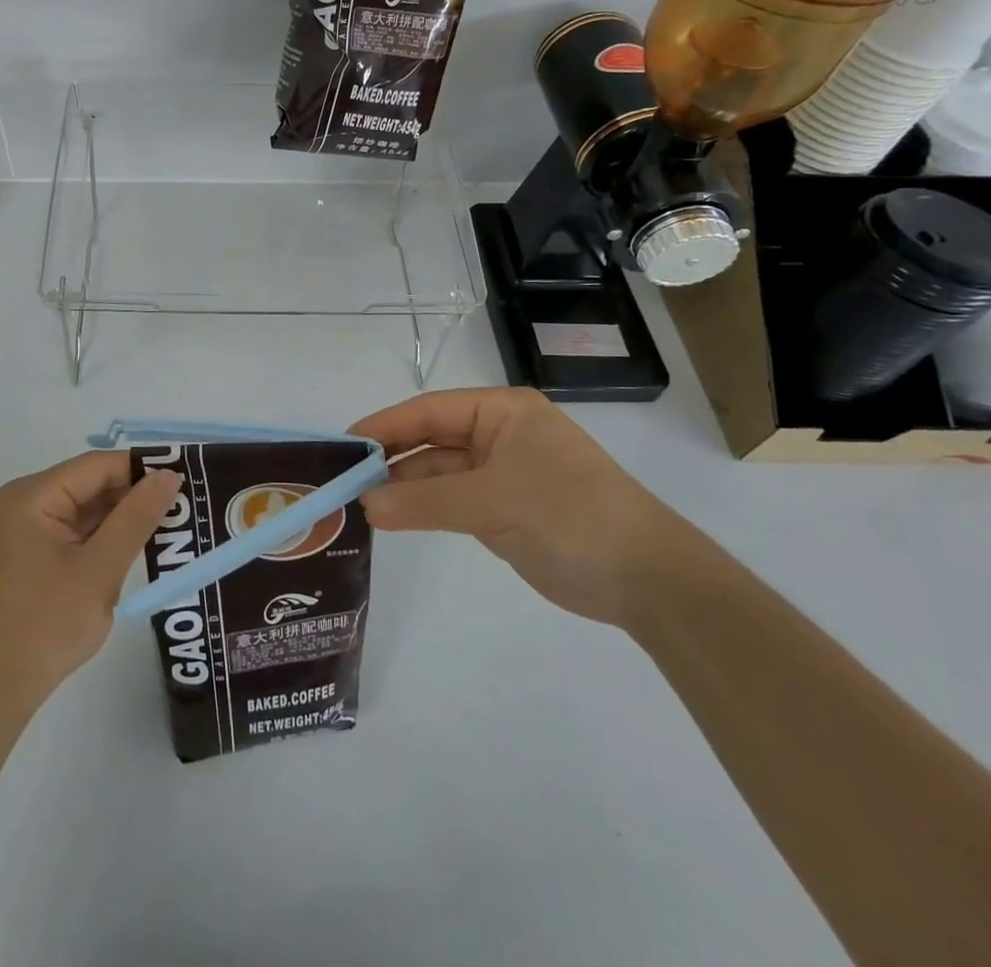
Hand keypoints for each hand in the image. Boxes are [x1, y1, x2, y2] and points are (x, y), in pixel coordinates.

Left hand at [0, 453, 181, 714]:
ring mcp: (28, 529)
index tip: (186, 479)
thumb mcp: (99, 570)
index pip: (98, 466)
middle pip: (92, 484)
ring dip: (125, 518)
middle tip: (187, 505)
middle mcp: (26, 503)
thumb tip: (170, 474)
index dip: (142, 469)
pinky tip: (142, 546)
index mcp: (32, 496)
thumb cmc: (44, 626)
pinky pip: (78, 531)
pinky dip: (107, 538)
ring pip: (88, 508)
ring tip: (175, 524)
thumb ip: (136, 518)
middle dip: (136, 495)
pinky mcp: (33, 553)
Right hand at [351, 387, 685, 627]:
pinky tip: (391, 518)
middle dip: (391, 459)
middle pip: (431, 440)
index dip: (385, 426)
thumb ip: (426, 502)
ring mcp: (500, 473)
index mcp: (502, 412)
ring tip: (359, 504)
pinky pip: (451, 501)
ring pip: (438, 473)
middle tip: (343, 479)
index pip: (430, 411)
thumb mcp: (494, 503)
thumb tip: (365, 505)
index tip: (344, 444)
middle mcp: (498, 435)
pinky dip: (423, 509)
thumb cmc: (571, 515)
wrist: (647, 579)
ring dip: (404, 488)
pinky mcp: (503, 510)